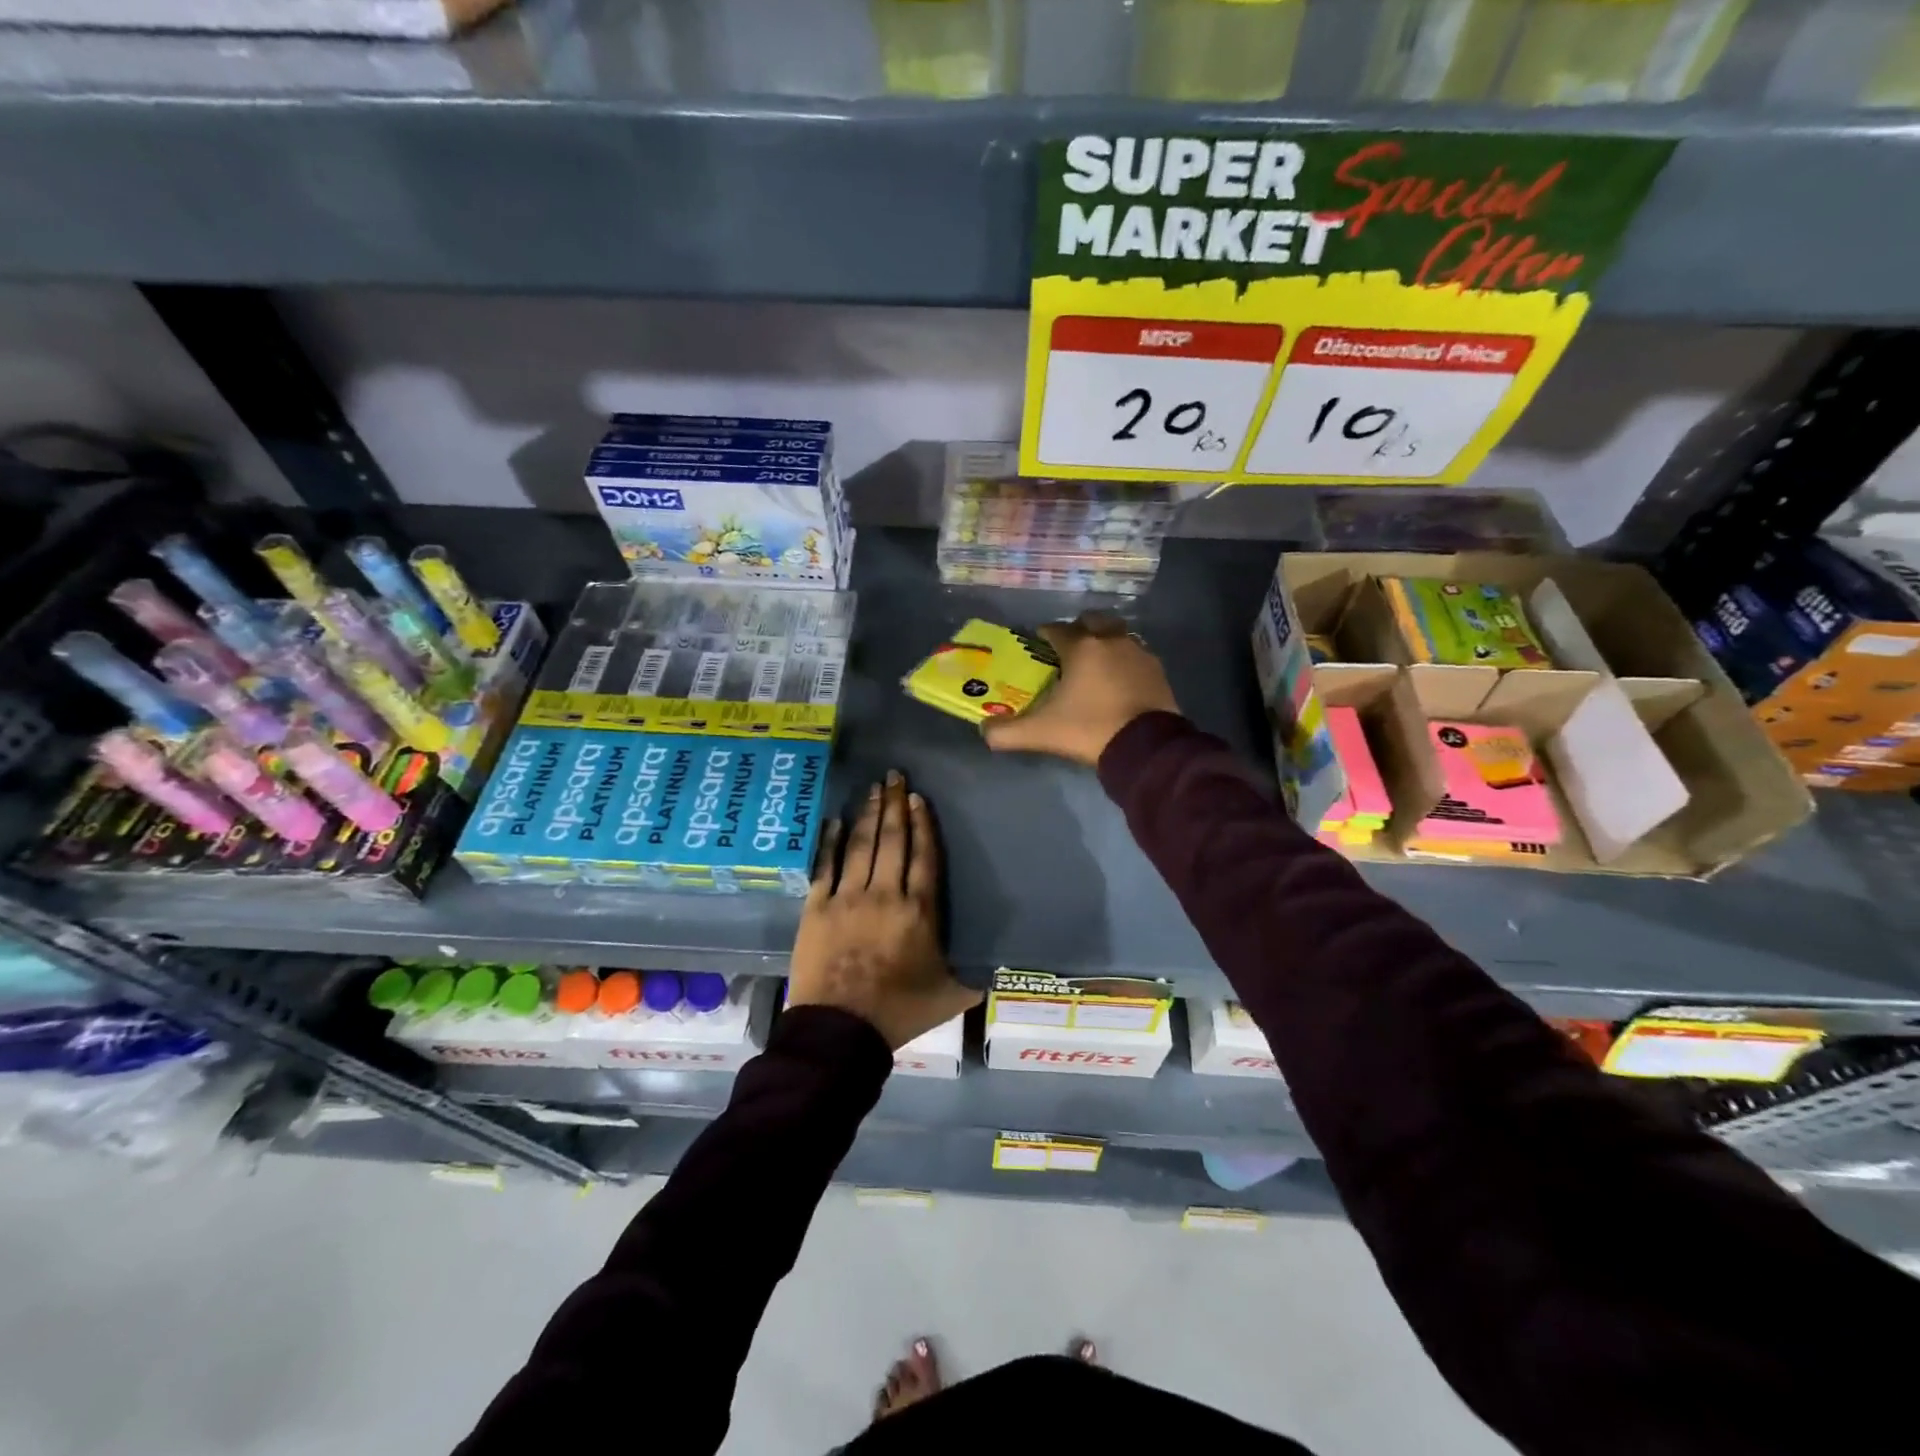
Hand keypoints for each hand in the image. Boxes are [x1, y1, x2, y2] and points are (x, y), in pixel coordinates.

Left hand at [788, 772, 979, 1050]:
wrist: (840, 1032)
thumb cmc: (899, 1012)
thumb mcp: (951, 996)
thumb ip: (976, 975)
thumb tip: (1002, 965)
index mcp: (920, 911)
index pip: (925, 856)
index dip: (923, 824)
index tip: (919, 798)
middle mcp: (884, 894)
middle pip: (893, 841)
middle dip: (895, 805)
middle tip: (895, 775)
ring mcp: (847, 898)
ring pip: (861, 845)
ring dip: (869, 814)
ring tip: (873, 788)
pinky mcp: (816, 908)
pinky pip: (825, 865)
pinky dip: (831, 840)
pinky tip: (835, 820)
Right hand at [983, 613, 1179, 766]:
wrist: (1146, 748)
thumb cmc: (1089, 730)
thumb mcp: (1041, 733)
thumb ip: (1006, 732)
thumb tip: (984, 730)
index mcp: (1081, 647)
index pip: (1057, 629)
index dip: (1044, 635)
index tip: (1037, 646)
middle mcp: (1111, 640)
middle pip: (1092, 621)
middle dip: (1079, 629)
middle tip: (1068, 650)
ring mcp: (1139, 653)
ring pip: (1117, 635)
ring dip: (1105, 642)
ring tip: (1094, 665)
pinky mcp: (1158, 671)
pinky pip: (1136, 656)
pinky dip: (1124, 661)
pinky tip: (1119, 680)